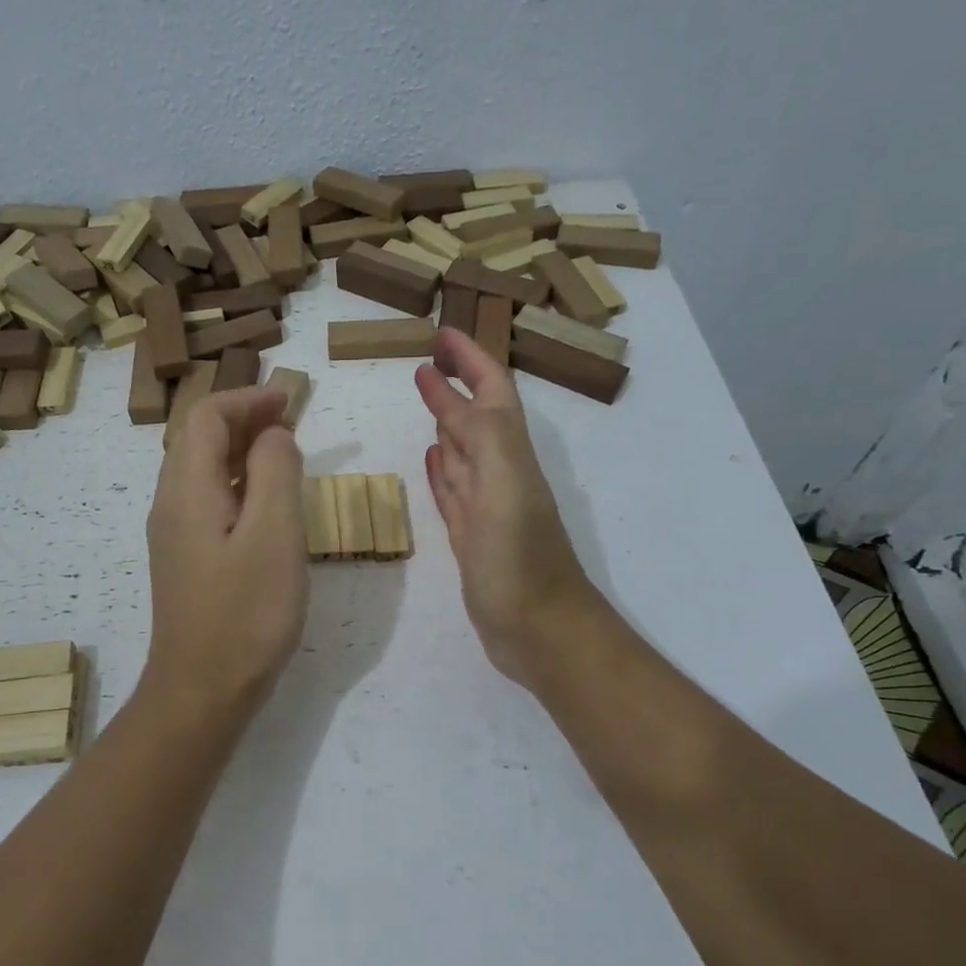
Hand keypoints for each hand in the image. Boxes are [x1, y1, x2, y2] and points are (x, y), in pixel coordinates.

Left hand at [143, 386, 308, 719]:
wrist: (201, 692)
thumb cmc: (245, 614)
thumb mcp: (274, 536)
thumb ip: (276, 472)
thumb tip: (274, 436)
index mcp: (187, 490)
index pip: (205, 417)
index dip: (247, 398)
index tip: (290, 402)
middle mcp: (171, 504)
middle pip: (197, 438)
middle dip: (243, 418)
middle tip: (291, 423)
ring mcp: (175, 534)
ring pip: (202, 470)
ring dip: (241, 450)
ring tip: (285, 454)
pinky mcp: (186, 560)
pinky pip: (208, 501)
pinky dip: (238, 483)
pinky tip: (267, 504)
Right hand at [416, 329, 602, 689]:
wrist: (539, 631)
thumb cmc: (520, 560)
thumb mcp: (505, 487)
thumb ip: (484, 437)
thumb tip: (453, 393)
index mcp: (511, 456)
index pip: (491, 393)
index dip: (471, 360)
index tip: (441, 334)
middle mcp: (500, 474)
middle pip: (476, 417)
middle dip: (455, 384)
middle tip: (426, 359)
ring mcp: (485, 508)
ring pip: (464, 453)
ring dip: (447, 423)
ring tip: (426, 398)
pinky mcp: (470, 538)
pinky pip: (454, 492)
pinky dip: (442, 470)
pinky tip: (431, 458)